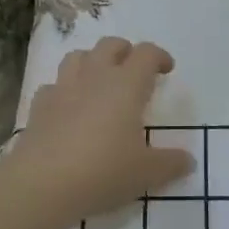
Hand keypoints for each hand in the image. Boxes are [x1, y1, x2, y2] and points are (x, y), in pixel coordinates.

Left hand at [3, 38, 194, 228]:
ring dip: (92, 61)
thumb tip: (189, 160)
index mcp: (126, 85)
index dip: (159, 56)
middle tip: (133, 70)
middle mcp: (95, 76)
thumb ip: (171, 163)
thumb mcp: (146, 173)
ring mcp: (63, 88)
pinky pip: (53, 85)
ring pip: (77, 56)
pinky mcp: (39, 106)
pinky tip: (67, 107)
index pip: (146, 54)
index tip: (166, 70)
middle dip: (125, 51)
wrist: (42, 184)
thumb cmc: (103, 171)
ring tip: (99, 80)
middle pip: (110, 45)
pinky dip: (63, 89)